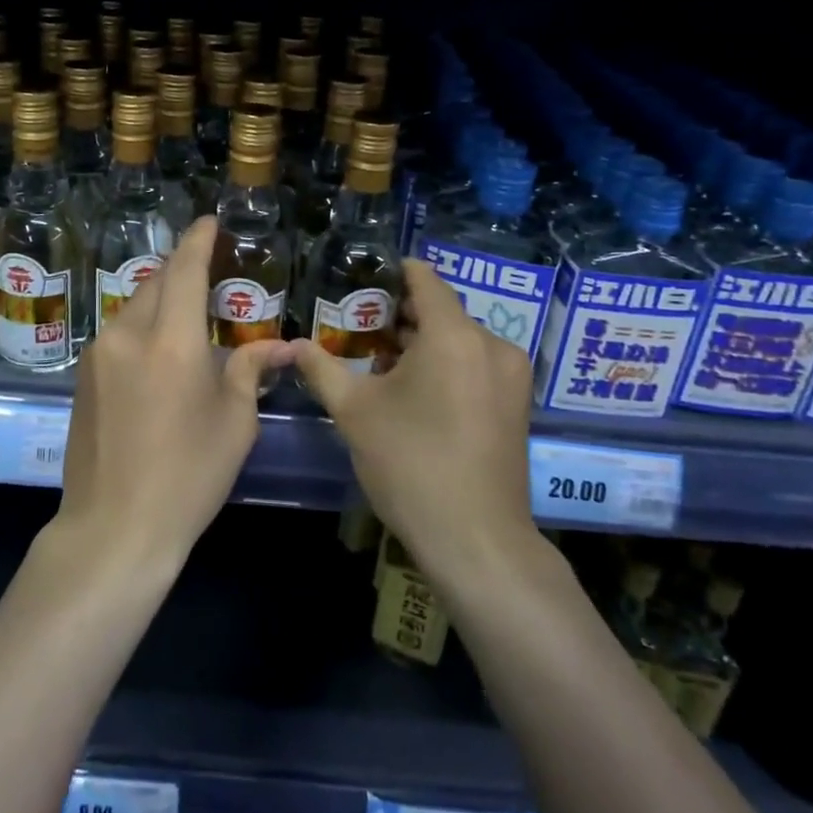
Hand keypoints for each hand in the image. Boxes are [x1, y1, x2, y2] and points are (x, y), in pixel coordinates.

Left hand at [58, 217, 293, 571]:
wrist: (114, 528)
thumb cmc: (187, 477)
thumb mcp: (233, 423)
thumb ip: (250, 370)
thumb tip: (283, 346)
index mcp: (171, 342)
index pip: (185, 270)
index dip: (199, 240)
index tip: (210, 222)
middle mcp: (128, 335)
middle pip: (156, 282)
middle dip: (181, 268)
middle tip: (209, 270)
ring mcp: (98, 354)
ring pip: (134, 305)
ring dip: (161, 298)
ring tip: (187, 313)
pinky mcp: (83, 375)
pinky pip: (119, 332)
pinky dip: (143, 325)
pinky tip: (159, 351)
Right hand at [292, 260, 544, 583]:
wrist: (476, 540)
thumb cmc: (411, 465)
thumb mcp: (355, 412)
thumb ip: (322, 368)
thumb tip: (293, 344)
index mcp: (454, 336)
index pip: (424, 280)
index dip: (391, 273)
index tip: (360, 280)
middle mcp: (491, 344)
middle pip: (441, 311)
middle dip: (399, 315)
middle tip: (357, 327)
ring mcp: (511, 374)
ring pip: (459, 339)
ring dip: (423, 343)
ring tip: (381, 363)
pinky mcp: (518, 402)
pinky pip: (476, 363)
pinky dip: (447, 364)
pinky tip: (417, 392)